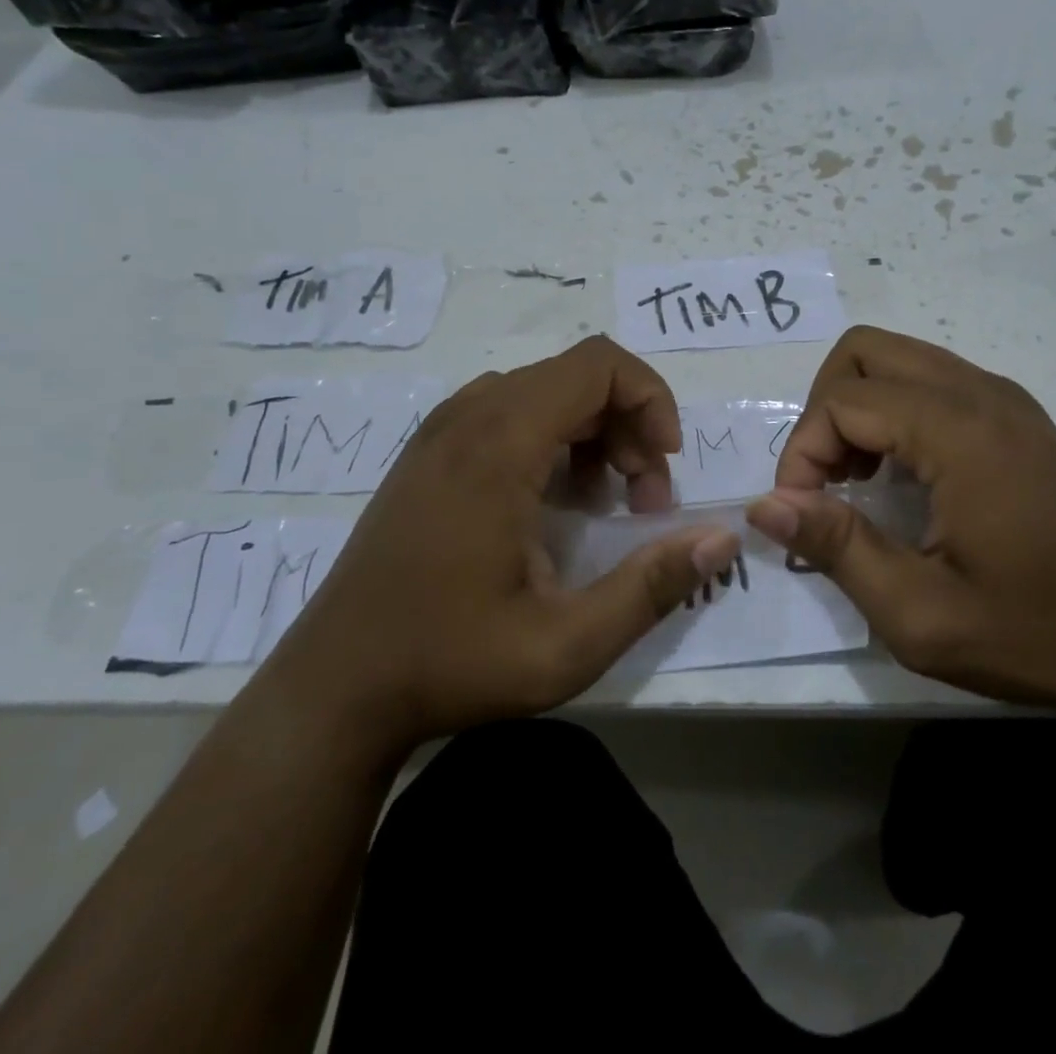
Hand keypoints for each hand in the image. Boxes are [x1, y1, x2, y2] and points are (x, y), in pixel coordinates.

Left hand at [262, 337, 741, 760]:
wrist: (333, 690)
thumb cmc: (449, 664)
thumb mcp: (566, 645)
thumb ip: (651, 587)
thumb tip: (723, 538)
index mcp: (498, 444)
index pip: (597, 364)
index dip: (650, 398)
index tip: (666, 464)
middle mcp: (467, 417)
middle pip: (577, 375)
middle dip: (630, 424)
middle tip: (644, 499)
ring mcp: (441, 431)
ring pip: (546, 390)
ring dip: (595, 432)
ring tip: (606, 503)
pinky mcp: (430, 452)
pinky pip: (511, 412)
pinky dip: (556, 439)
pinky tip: (555, 504)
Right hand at [745, 327, 1055, 723]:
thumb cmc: (1034, 633)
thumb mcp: (920, 613)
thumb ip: (836, 548)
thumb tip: (763, 505)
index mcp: (959, 430)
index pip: (844, 399)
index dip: (802, 451)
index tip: (801, 514)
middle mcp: (981, 393)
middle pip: (866, 350)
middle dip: (824, 409)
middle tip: (825, 482)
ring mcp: (1005, 399)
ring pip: (899, 359)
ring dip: (858, 408)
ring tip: (856, 481)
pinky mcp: (1018, 417)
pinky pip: (932, 381)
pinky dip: (894, 412)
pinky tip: (902, 477)